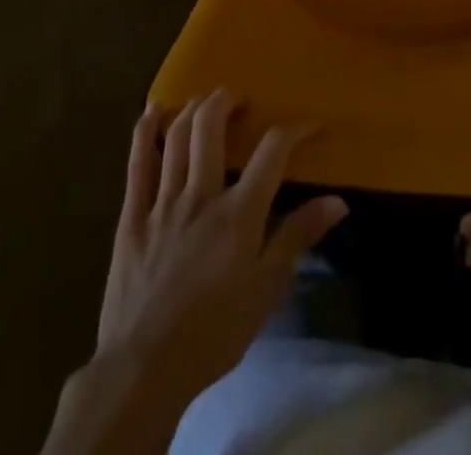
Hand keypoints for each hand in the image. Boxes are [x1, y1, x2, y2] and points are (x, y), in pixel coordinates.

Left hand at [44, 92, 346, 453]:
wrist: (143, 372)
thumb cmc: (214, 333)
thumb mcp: (266, 291)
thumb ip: (298, 238)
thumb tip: (338, 200)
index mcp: (238, 213)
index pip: (273, 151)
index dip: (296, 129)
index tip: (313, 124)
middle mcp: (200, 195)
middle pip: (211, 127)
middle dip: (227, 101)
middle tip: (239, 99)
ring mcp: (162, 203)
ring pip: (176, 137)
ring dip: (192, 109)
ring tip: (204, 99)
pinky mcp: (131, 218)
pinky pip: (137, 165)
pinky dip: (144, 132)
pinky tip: (152, 111)